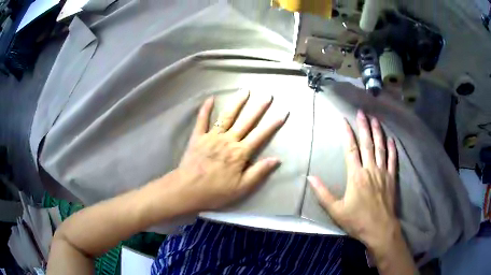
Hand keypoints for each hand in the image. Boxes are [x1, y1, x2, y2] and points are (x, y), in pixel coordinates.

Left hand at [175, 90, 287, 211]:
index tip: (283, 113)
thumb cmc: (216, 191)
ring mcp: (212, 136)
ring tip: (244, 90)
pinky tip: (210, 98)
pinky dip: (206, 109)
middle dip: (258, 108)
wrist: (188, 190)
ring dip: (237, 102)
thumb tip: (277, 159)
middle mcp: (228, 140)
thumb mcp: (241, 188)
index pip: (260, 135)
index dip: (273, 124)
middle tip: (267, 95)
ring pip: (227, 116)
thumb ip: (259, 172)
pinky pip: (202, 120)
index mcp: (240, 153)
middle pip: (246, 121)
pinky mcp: (198, 137)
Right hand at [309, 110, 398, 249]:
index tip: (344, 120)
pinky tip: (391, 140)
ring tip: (375, 120)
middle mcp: (370, 169)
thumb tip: (309, 177)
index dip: (347, 133)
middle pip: (367, 144)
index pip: (351, 149)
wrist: (380, 229)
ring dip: (378, 133)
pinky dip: (392, 149)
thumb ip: (322, 193)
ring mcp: (383, 173)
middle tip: (361, 112)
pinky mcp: (392, 178)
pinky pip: (393, 160)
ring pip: (381, 148)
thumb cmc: (357, 221)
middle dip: (363, 126)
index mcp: (356, 175)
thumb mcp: (336, 211)